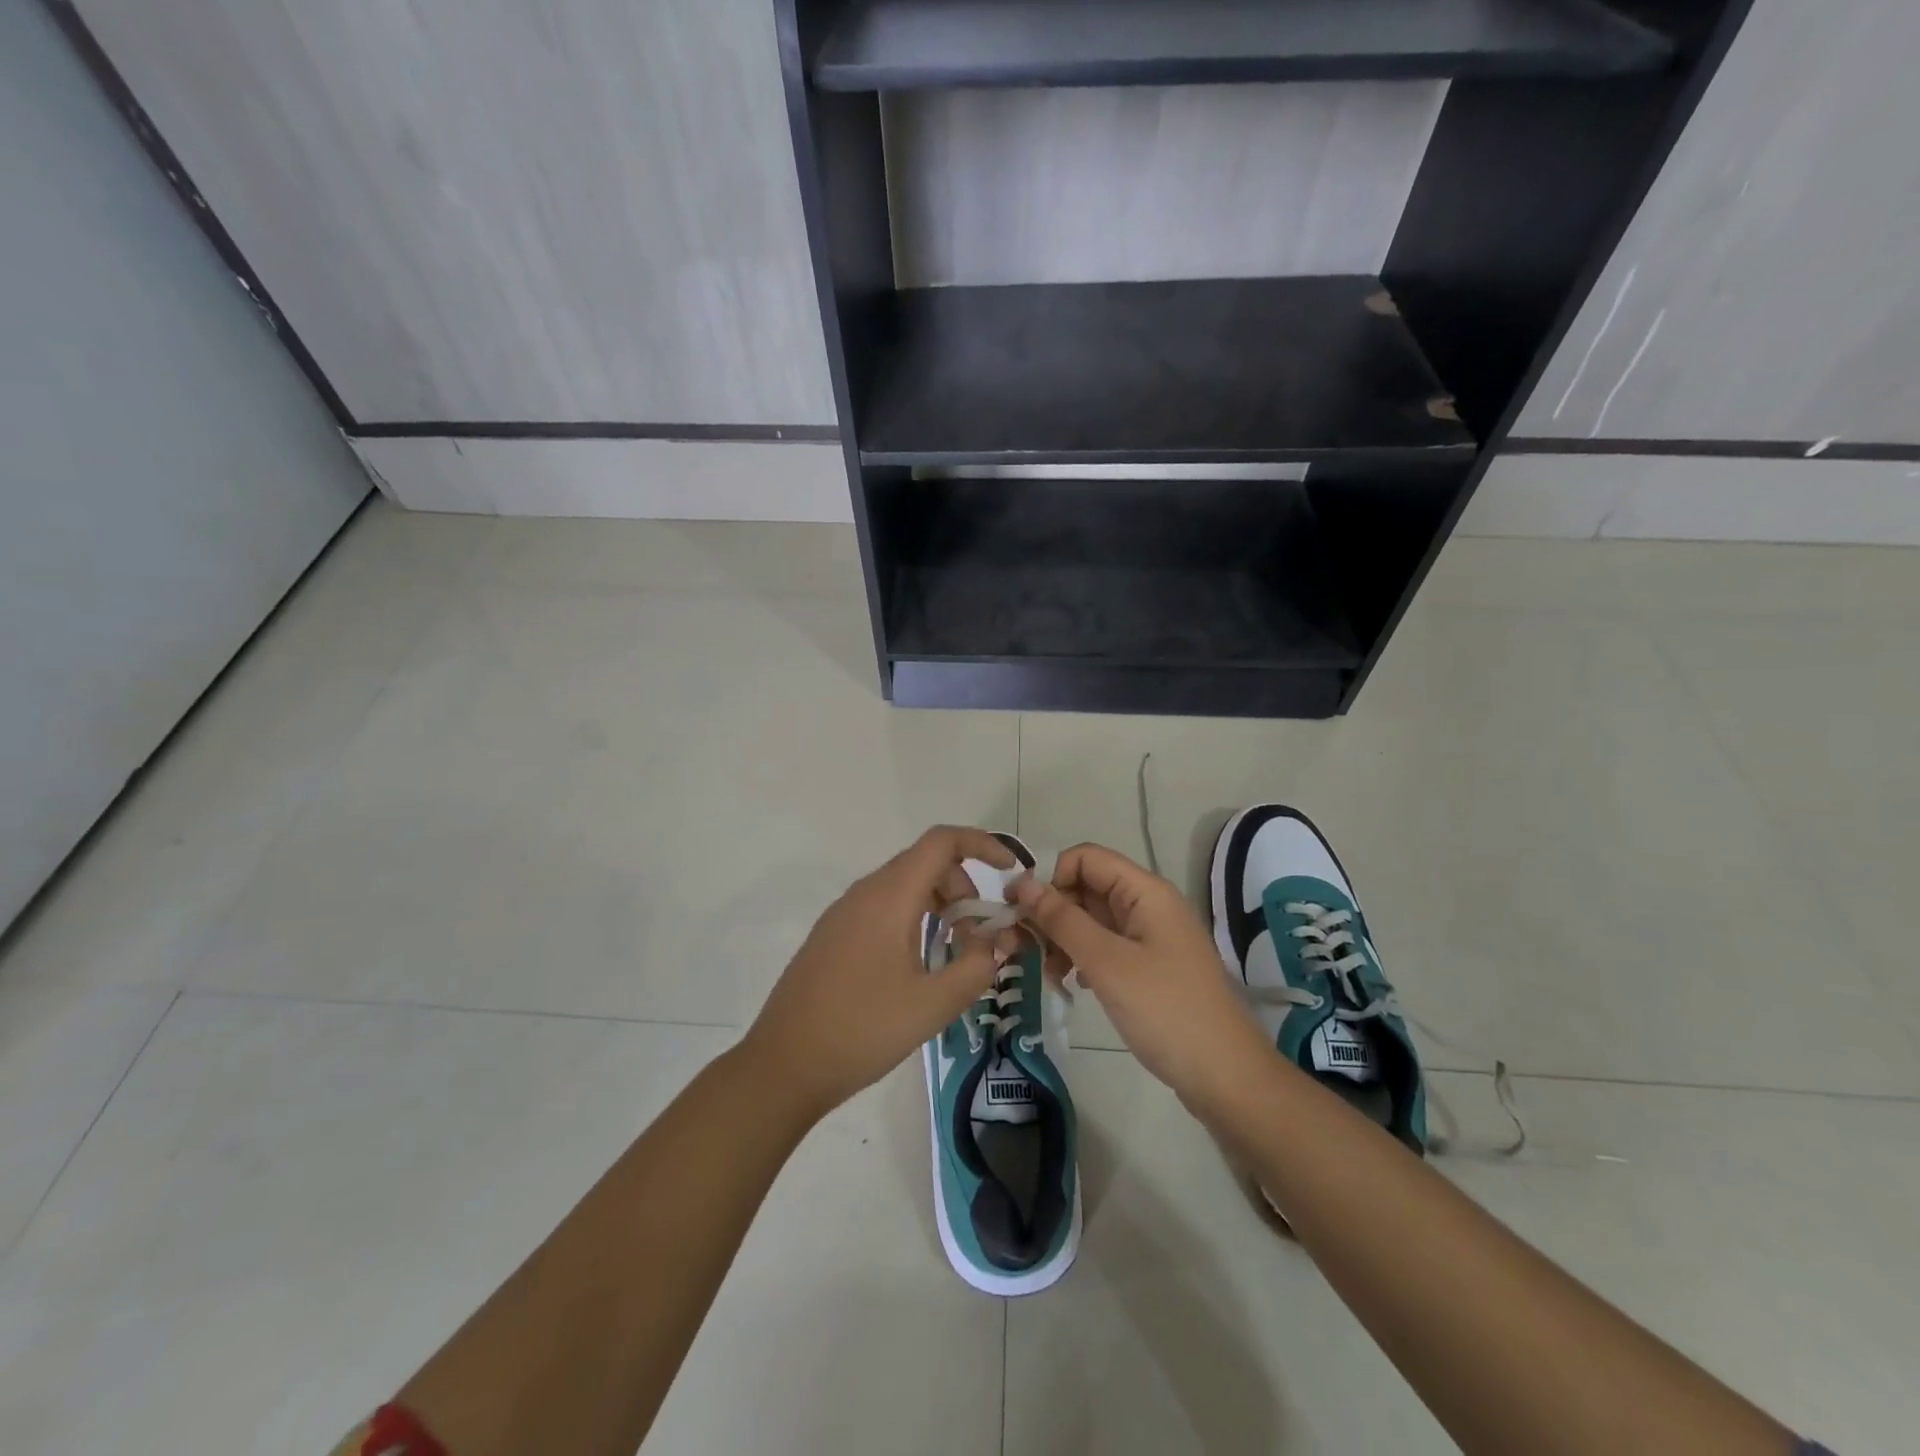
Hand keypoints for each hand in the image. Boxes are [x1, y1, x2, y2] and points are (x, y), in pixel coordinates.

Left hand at [742, 826, 1016, 1120]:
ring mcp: (843, 913)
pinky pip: (882, 907)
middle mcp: (864, 893)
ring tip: (953, 952)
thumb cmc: (862, 1030)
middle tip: (979, 934)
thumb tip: (999, 940)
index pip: (941, 842)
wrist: (783, 1065)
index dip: (982, 844)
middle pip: (924, 862)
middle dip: (963, 887)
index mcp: (889, 897)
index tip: (1009, 872)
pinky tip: (916, 965)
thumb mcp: (933, 1005)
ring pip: (903, 886)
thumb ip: (976, 966)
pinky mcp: (832, 935)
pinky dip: (913, 918)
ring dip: (938, 905)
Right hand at [1011, 843, 1272, 1110]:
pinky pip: (1106, 946)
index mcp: (1145, 891)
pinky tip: (1070, 983)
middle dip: (1051, 912)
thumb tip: (1023, 882)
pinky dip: (1082, 958)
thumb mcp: (1106, 961)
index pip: (1085, 858)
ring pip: (1093, 919)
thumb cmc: (1164, 1010)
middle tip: (1020, 947)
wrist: (1225, 1076)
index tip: (1018, 910)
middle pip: (1087, 887)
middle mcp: (1149, 905)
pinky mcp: (1150, 966)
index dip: (1049, 876)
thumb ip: (1062, 919)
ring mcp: (1151, 937)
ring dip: (1063, 938)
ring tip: (1048, 973)